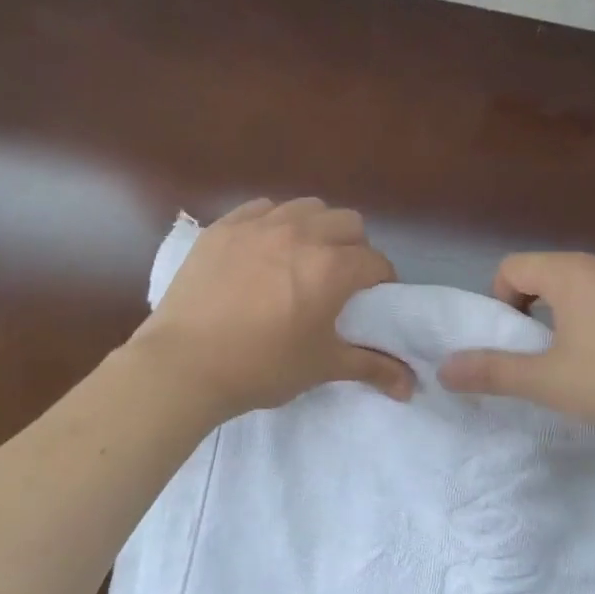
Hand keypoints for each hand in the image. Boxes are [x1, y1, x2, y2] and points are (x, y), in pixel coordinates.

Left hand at [129, 197, 415, 419]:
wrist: (183, 365)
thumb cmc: (261, 367)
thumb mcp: (321, 367)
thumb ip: (371, 367)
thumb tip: (411, 387)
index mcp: (331, 268)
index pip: (376, 262)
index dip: (381, 281)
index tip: (372, 300)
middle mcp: (301, 235)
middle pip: (348, 222)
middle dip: (354, 247)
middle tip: (339, 278)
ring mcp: (259, 225)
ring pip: (307, 207)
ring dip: (317, 227)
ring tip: (303, 257)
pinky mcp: (224, 227)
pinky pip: (262, 207)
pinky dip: (274, 221)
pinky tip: (264, 248)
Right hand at [437, 252, 594, 438]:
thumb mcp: (547, 381)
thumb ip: (493, 372)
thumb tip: (445, 369)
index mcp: (570, 273)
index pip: (512, 267)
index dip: (500, 301)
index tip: (515, 341)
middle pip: (548, 273)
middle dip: (533, 307)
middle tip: (542, 352)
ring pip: (585, 285)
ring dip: (569, 313)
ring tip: (581, 358)